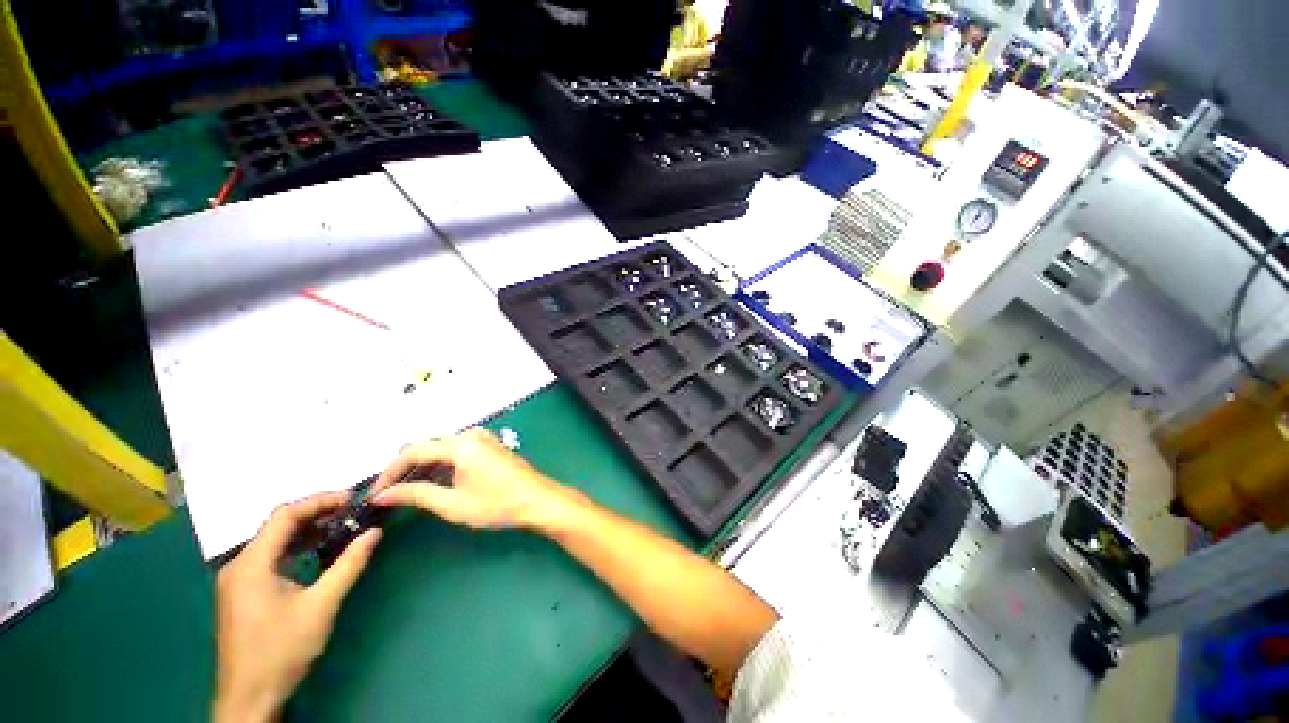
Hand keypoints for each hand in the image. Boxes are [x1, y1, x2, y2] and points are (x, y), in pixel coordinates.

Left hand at [213, 493, 380, 722]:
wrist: (250, 696)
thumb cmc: (282, 649)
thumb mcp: (321, 605)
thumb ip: (349, 565)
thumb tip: (375, 533)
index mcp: (252, 564)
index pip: (285, 516)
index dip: (319, 502)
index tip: (352, 500)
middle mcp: (239, 565)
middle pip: (277, 526)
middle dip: (315, 514)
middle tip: (350, 512)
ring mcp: (238, 580)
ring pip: (273, 541)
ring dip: (306, 531)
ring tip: (339, 528)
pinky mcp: (242, 593)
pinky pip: (270, 558)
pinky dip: (295, 548)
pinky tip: (316, 553)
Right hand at [372, 428, 578, 530]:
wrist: (538, 501)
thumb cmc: (497, 504)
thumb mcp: (453, 504)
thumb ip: (416, 495)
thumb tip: (384, 495)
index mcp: (462, 445)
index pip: (414, 451)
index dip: (390, 472)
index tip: (375, 494)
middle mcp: (472, 435)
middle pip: (428, 446)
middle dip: (406, 468)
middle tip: (390, 494)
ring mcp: (484, 439)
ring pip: (443, 447)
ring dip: (424, 466)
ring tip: (408, 491)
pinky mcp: (491, 446)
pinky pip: (458, 449)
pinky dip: (442, 464)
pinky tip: (436, 482)